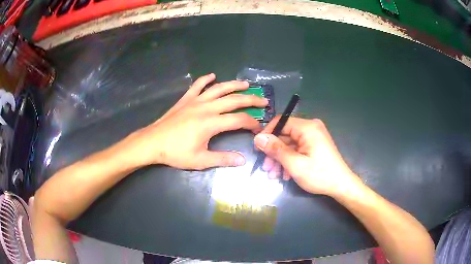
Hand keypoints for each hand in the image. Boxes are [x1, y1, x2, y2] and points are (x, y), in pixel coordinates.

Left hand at [125, 73, 267, 169]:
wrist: (153, 142)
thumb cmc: (175, 153)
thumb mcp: (200, 160)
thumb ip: (223, 159)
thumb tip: (242, 160)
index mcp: (211, 123)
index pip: (239, 120)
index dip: (252, 123)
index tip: (259, 128)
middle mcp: (206, 108)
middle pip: (234, 100)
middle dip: (251, 100)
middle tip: (263, 100)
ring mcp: (195, 101)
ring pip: (219, 88)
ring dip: (234, 85)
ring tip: (246, 84)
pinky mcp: (186, 99)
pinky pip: (197, 85)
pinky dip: (205, 79)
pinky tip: (212, 76)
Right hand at [253, 117, 362, 196]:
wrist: (341, 185)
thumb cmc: (319, 174)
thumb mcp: (294, 163)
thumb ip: (275, 149)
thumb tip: (258, 138)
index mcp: (307, 127)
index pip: (281, 122)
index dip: (267, 134)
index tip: (258, 149)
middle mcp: (310, 128)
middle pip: (285, 135)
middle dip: (274, 153)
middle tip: (266, 168)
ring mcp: (313, 138)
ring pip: (290, 145)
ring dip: (280, 159)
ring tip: (274, 175)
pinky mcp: (314, 146)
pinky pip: (297, 150)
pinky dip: (289, 161)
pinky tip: (285, 175)